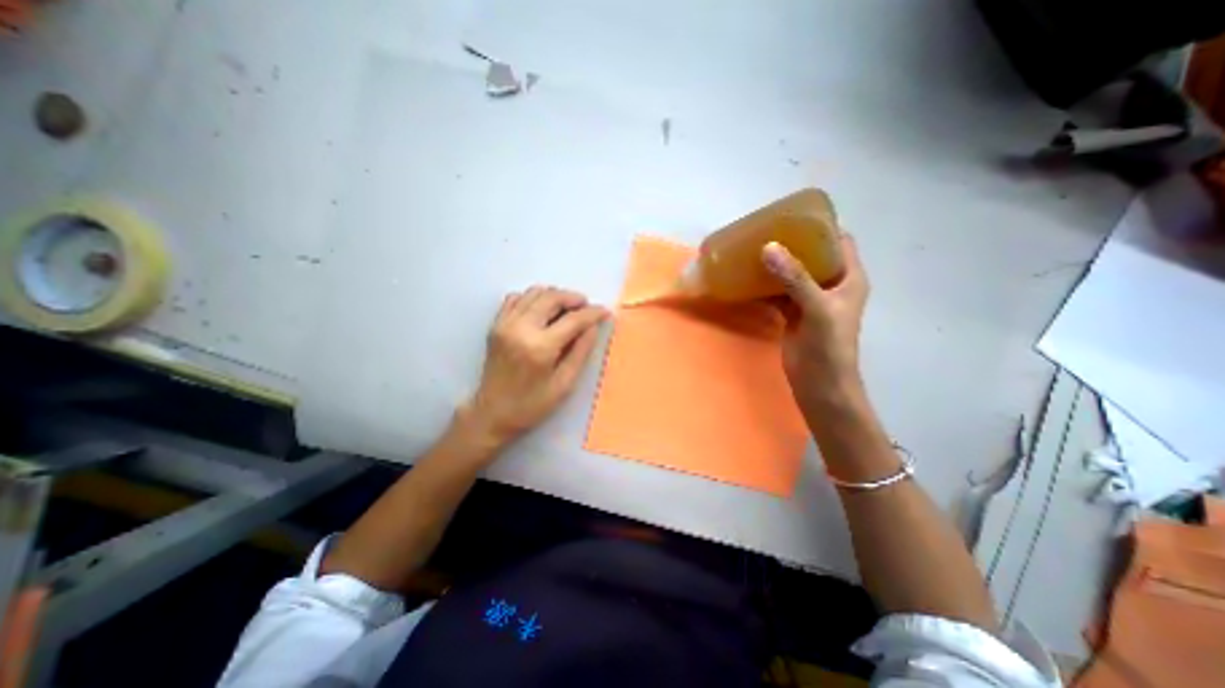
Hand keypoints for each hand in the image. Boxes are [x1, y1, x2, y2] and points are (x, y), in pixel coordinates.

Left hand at [456, 286, 610, 450]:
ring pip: (535, 292)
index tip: (605, 312)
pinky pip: (516, 298)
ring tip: (567, 309)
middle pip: (552, 297)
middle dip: (574, 298)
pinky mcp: (496, 324)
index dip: (593, 313)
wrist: (491, 413)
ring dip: (555, 296)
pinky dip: (533, 298)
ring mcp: (505, 324)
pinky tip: (542, 311)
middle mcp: (520, 329)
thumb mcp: (564, 384)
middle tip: (587, 307)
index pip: (573, 319)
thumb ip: (581, 352)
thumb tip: (593, 327)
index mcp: (540, 347)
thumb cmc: (531, 405)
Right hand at [763, 234, 864, 407]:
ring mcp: (810, 300)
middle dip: (791, 244)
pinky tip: (747, 279)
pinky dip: (765, 286)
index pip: (840, 241)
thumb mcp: (816, 308)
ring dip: (775, 265)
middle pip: (812, 255)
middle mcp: (831, 285)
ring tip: (752, 251)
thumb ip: (795, 278)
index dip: (822, 227)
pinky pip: (778, 293)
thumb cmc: (829, 346)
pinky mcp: (793, 314)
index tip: (794, 217)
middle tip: (765, 232)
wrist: (820, 384)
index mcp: (849, 277)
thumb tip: (769, 247)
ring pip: (792, 274)